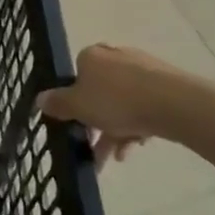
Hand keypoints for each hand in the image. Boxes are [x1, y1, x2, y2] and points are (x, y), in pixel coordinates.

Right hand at [38, 43, 193, 166]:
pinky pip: (143, 107)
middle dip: (96, 124)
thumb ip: (58, 104)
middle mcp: (116, 56)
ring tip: (116, 158)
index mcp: (91, 55)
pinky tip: (136, 147)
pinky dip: (136, 127)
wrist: (174, 104)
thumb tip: (40, 99)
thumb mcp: (77, 106)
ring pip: (122, 103)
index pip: (76, 76)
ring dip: (115, 131)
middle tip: (93, 148)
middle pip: (99, 93)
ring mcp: (143, 69)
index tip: (75, 124)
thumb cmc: (116, 101)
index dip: (74, 102)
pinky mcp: (166, 84)